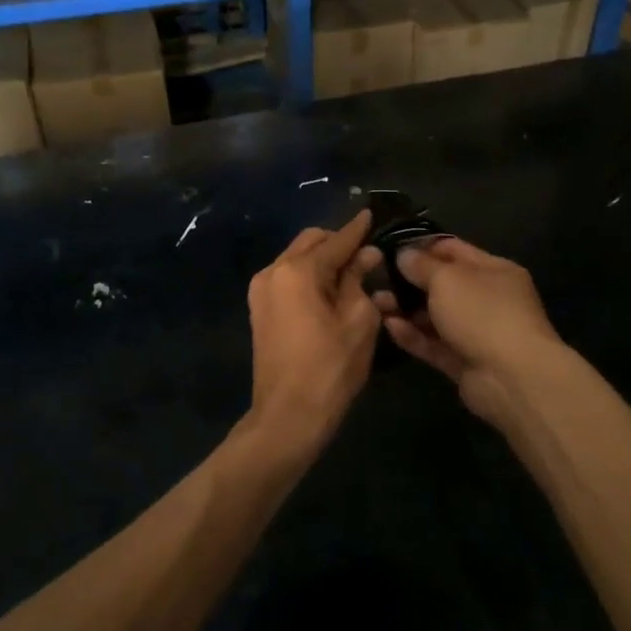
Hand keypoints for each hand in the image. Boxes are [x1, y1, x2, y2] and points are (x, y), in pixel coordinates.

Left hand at [246, 211, 382, 445]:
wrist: (288, 416)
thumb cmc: (330, 368)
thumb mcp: (358, 321)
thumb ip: (360, 280)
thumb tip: (366, 255)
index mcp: (297, 270)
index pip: (335, 241)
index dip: (357, 229)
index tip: (370, 213)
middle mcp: (273, 271)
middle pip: (311, 243)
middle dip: (338, 244)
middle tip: (367, 254)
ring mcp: (261, 291)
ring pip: (298, 259)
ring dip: (324, 261)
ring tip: (353, 275)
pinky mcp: (260, 310)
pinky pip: (289, 279)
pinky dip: (310, 278)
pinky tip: (332, 291)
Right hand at [372, 238, 565, 429]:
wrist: (512, 378)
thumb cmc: (482, 313)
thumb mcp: (448, 279)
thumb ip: (422, 265)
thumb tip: (404, 255)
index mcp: (494, 270)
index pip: (454, 250)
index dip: (423, 246)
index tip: (390, 248)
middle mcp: (487, 299)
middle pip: (442, 285)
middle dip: (409, 281)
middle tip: (377, 278)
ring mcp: (476, 333)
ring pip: (435, 317)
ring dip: (406, 310)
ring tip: (376, 303)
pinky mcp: (463, 362)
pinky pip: (434, 344)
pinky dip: (413, 335)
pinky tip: (389, 326)